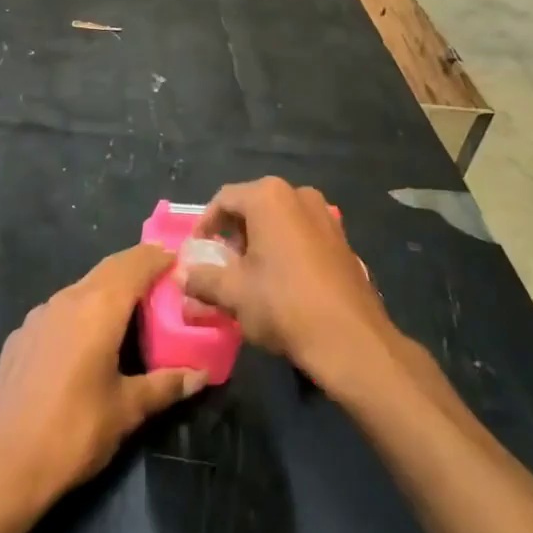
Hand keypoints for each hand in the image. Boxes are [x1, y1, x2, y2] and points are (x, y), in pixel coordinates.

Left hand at [0, 245, 204, 512]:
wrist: (2, 465)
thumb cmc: (74, 432)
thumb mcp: (127, 410)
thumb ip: (165, 385)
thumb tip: (201, 375)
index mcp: (99, 308)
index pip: (135, 264)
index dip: (159, 257)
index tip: (180, 257)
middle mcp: (68, 298)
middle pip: (109, 268)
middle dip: (136, 266)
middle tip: (163, 276)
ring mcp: (39, 314)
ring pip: (82, 286)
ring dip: (108, 288)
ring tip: (130, 308)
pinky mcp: (20, 335)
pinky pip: (60, 310)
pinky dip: (82, 310)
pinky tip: (86, 340)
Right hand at [181, 178, 395, 393]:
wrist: (350, 339)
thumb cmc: (283, 304)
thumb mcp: (233, 293)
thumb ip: (203, 279)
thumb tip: (182, 276)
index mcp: (269, 196)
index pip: (224, 199)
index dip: (205, 225)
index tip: (197, 252)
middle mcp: (298, 194)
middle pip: (253, 206)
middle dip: (233, 234)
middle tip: (221, 264)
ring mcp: (325, 215)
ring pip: (279, 220)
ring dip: (259, 241)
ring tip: (248, 275)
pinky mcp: (342, 239)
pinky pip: (302, 234)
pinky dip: (284, 249)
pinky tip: (281, 281)